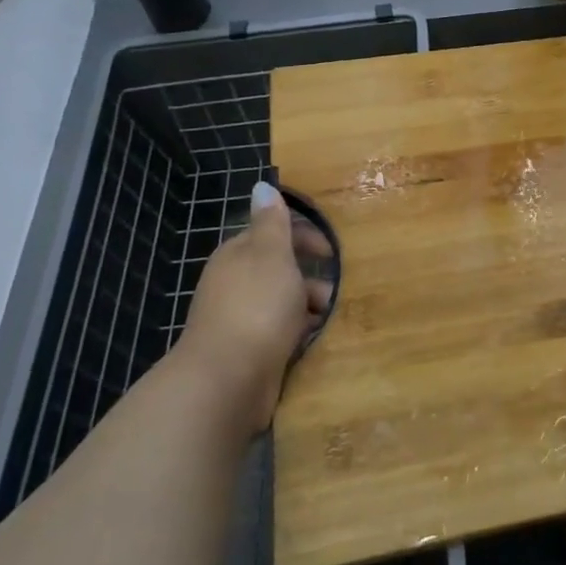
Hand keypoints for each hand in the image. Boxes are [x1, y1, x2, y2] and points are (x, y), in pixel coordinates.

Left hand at [178, 183, 334, 434]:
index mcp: (238, 255)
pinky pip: (281, 331)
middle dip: (310, 274)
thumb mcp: (271, 254)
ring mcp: (239, 319)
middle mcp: (235, 283)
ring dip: (309, 305)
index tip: (332, 251)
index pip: (273, 233)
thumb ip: (272, 222)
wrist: (227, 380)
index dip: (304, 235)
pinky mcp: (248, 351)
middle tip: (338, 285)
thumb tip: (262, 184)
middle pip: (280, 268)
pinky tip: (317, 338)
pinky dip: (300, 331)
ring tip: (332, 315)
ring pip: (283, 301)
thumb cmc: (256, 307)